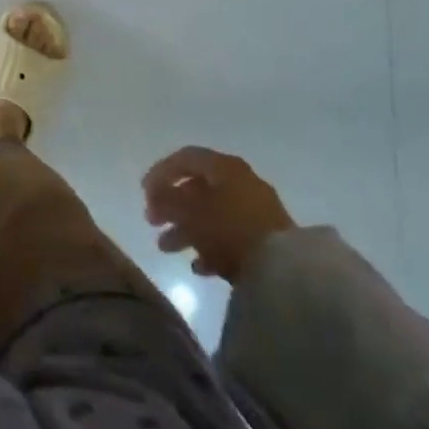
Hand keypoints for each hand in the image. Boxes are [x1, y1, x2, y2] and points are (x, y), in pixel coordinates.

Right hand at [143, 147, 292, 282]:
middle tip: (152, 222)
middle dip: (171, 206)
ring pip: (211, 214)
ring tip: (166, 249)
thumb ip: (166, 199)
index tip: (143, 193)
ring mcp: (256, 210)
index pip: (185, 158)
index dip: (160, 172)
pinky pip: (230, 236)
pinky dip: (210, 247)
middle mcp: (241, 181)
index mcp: (224, 166)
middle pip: (197, 188)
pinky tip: (198, 267)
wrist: (285, 270)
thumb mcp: (189, 211)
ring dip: (185, 230)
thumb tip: (155, 195)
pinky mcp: (266, 239)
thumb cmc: (229, 229)